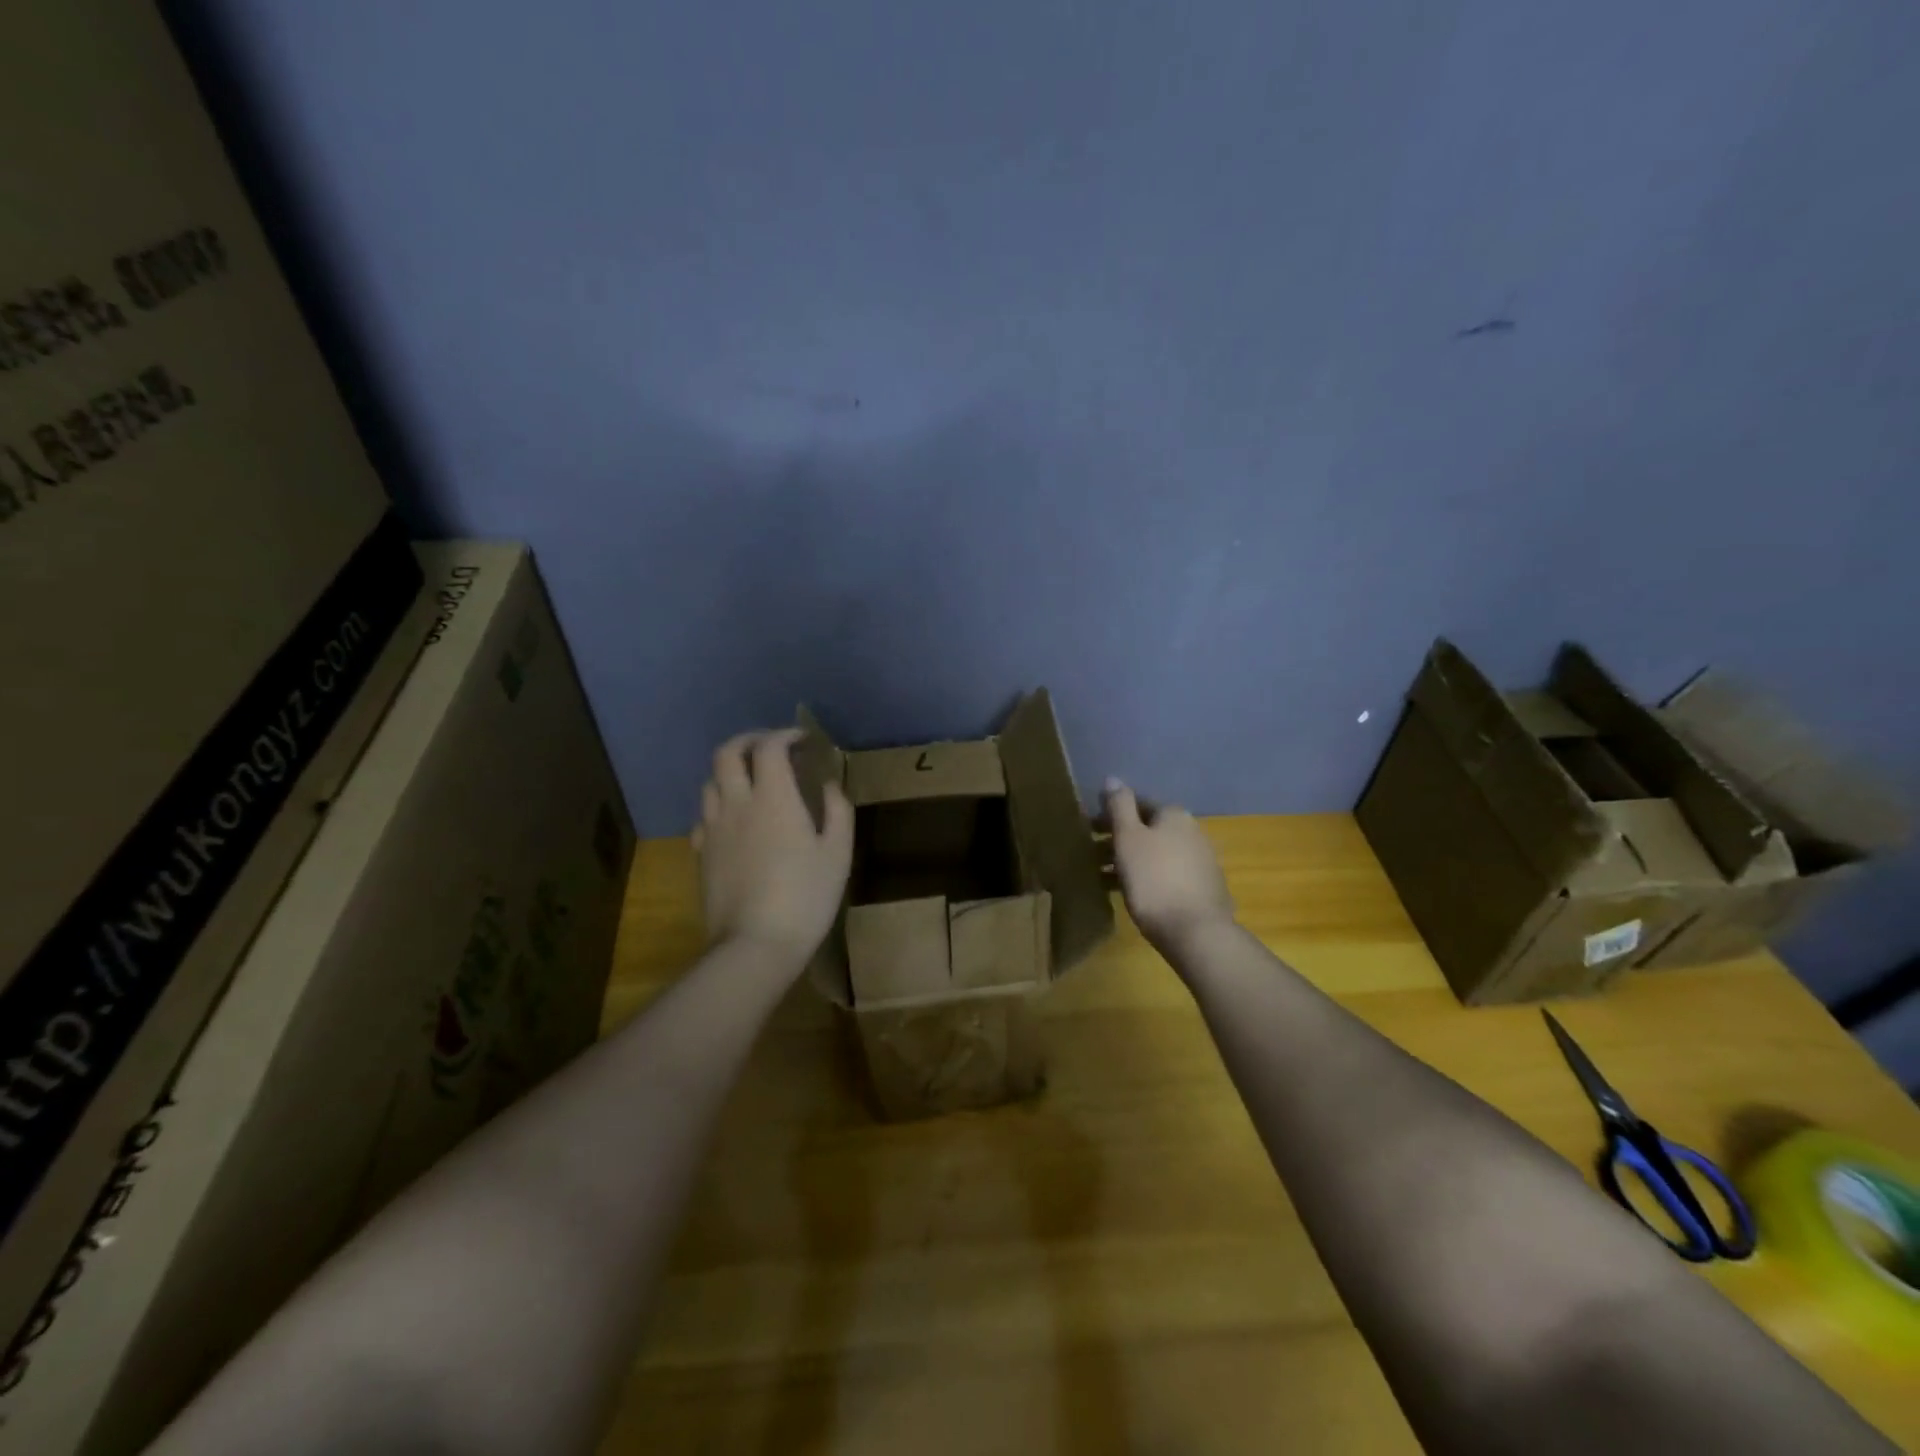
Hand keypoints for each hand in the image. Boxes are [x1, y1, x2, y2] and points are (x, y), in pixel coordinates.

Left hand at [694, 729, 852, 964]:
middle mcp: (737, 803)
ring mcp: (714, 828)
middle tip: (770, 748)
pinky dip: (719, 805)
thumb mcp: (838, 853)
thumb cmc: (805, 897)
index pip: (769, 747)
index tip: (802, 741)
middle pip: (727, 753)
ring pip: (710, 782)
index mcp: (774, 798)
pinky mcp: (701, 853)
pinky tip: (735, 820)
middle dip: (748, 741)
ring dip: (731, 771)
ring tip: (752, 781)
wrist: (755, 944)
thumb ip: (837, 811)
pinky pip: (704, 815)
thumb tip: (829, 785)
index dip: (785, 735)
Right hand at [1103, 778, 1234, 949]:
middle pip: (1147, 829)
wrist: (1196, 931)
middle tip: (1091, 853)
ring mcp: (1201, 861)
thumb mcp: (1128, 837)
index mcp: (1174, 815)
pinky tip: (1131, 893)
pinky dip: (1147, 877)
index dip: (1111, 814)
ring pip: (1156, 853)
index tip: (1088, 829)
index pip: (1137, 804)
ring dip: (1130, 860)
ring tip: (1103, 877)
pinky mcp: (1203, 889)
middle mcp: (1192, 831)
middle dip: (1119, 838)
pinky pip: (1167, 875)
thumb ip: (1119, 805)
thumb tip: (1113, 778)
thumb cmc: (1154, 878)